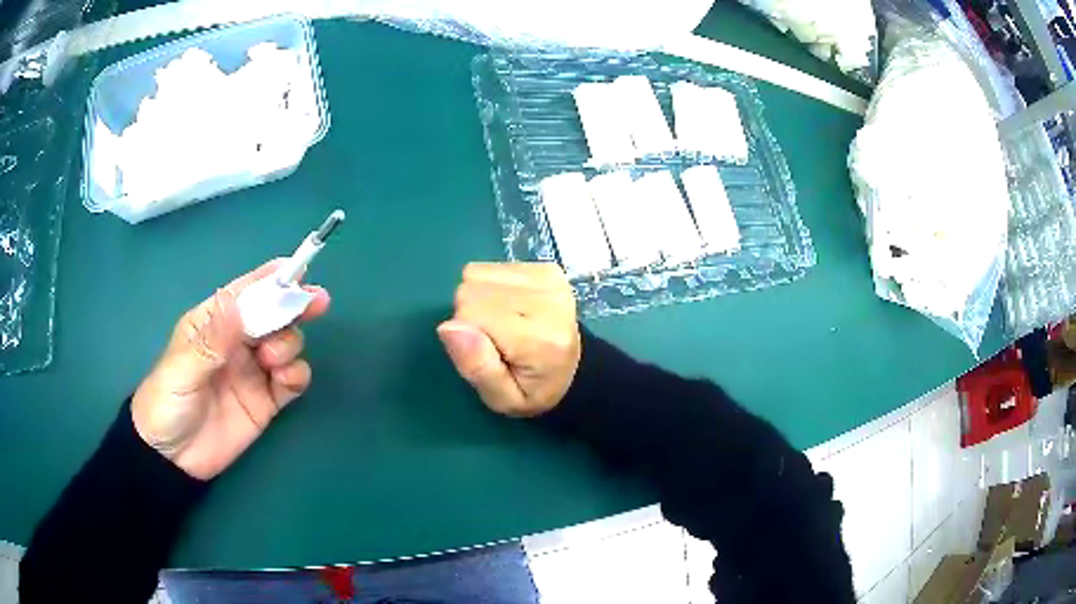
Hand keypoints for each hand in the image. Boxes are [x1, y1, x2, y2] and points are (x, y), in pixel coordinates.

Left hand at [132, 261, 329, 479]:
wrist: (173, 459)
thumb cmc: (166, 404)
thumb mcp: (182, 370)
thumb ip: (212, 342)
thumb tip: (238, 307)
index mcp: (212, 324)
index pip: (243, 294)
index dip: (269, 280)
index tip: (296, 271)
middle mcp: (236, 343)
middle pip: (271, 315)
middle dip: (293, 305)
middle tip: (316, 303)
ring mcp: (253, 372)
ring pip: (285, 344)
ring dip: (289, 344)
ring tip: (273, 361)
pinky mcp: (266, 401)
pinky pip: (292, 381)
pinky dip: (297, 374)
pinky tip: (286, 380)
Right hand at [437, 262, 580, 417]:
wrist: (573, 369)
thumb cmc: (532, 389)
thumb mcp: (502, 398)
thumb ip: (476, 367)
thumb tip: (448, 327)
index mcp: (539, 339)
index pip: (470, 314)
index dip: (465, 335)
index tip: (485, 352)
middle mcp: (548, 301)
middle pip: (471, 291)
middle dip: (470, 317)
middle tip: (494, 340)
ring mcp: (549, 279)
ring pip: (477, 276)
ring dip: (481, 300)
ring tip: (503, 323)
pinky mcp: (546, 268)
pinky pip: (491, 268)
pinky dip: (492, 287)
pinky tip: (511, 307)